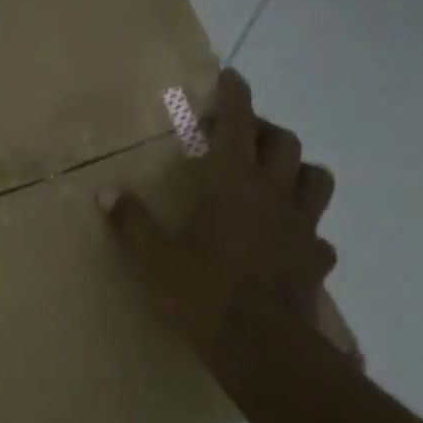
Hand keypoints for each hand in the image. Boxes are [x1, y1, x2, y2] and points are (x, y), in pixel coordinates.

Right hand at [101, 68, 337, 359]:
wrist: (260, 346)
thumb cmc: (201, 291)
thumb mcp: (152, 258)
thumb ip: (131, 222)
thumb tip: (105, 193)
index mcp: (232, 182)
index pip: (239, 123)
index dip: (235, 95)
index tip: (231, 76)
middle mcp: (273, 194)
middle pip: (284, 142)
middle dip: (264, 130)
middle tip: (242, 137)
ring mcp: (301, 226)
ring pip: (315, 178)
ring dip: (297, 169)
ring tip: (275, 178)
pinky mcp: (316, 259)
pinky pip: (318, 233)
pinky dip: (304, 228)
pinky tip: (286, 242)